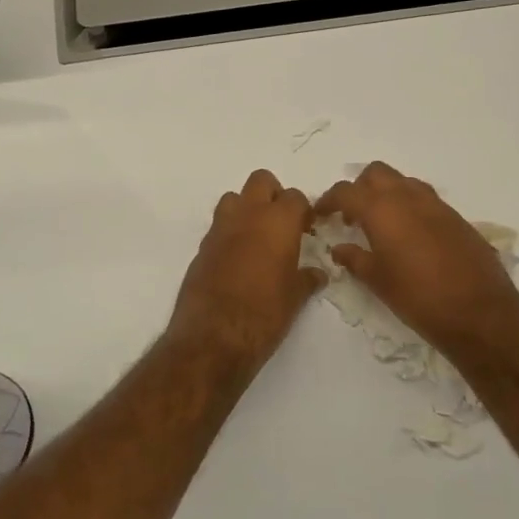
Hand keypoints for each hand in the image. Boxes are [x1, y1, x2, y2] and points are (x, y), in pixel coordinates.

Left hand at [168, 169, 324, 372]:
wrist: (213, 336)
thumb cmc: (264, 314)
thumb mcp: (295, 298)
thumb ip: (307, 279)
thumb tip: (317, 274)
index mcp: (277, 222)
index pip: (295, 197)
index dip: (303, 211)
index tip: (307, 229)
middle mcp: (247, 215)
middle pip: (261, 181)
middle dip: (273, 195)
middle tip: (282, 224)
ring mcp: (220, 229)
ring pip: (234, 198)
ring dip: (246, 209)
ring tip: (257, 238)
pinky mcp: (201, 247)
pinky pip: (218, 226)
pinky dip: (230, 233)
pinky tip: (237, 259)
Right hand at [314, 162, 518, 358]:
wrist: (479, 312)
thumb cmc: (417, 297)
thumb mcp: (377, 280)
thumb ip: (354, 259)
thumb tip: (339, 248)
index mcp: (382, 210)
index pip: (346, 192)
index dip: (328, 200)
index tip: (320, 214)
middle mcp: (408, 198)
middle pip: (376, 174)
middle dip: (359, 188)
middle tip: (351, 215)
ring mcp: (436, 205)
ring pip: (403, 182)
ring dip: (386, 194)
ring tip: (379, 223)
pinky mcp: (455, 218)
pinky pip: (424, 199)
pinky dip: (409, 206)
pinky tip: (408, 235)